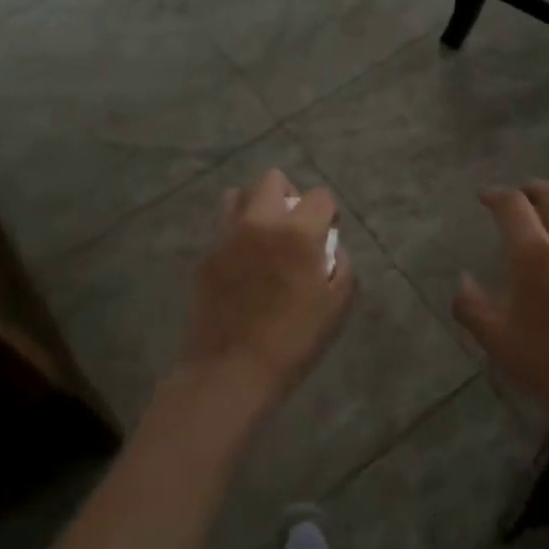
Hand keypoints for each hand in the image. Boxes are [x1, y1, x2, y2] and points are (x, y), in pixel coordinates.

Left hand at [180, 169, 353, 415]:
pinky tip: (243, 263)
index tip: (326, 235)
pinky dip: (236, 233)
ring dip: (255, 206)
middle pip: (273, 179)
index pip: (319, 196)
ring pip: (238, 194)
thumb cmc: (294, 340)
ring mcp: (227, 235)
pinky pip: (222, 226)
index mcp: (297, 232)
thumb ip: (342, 265)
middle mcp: (260, 222)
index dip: (328, 213)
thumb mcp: (337, 305)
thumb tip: (330, 246)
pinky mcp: (206, 254)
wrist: (231, 369)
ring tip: (263, 236)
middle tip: (294, 228)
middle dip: (289, 195)